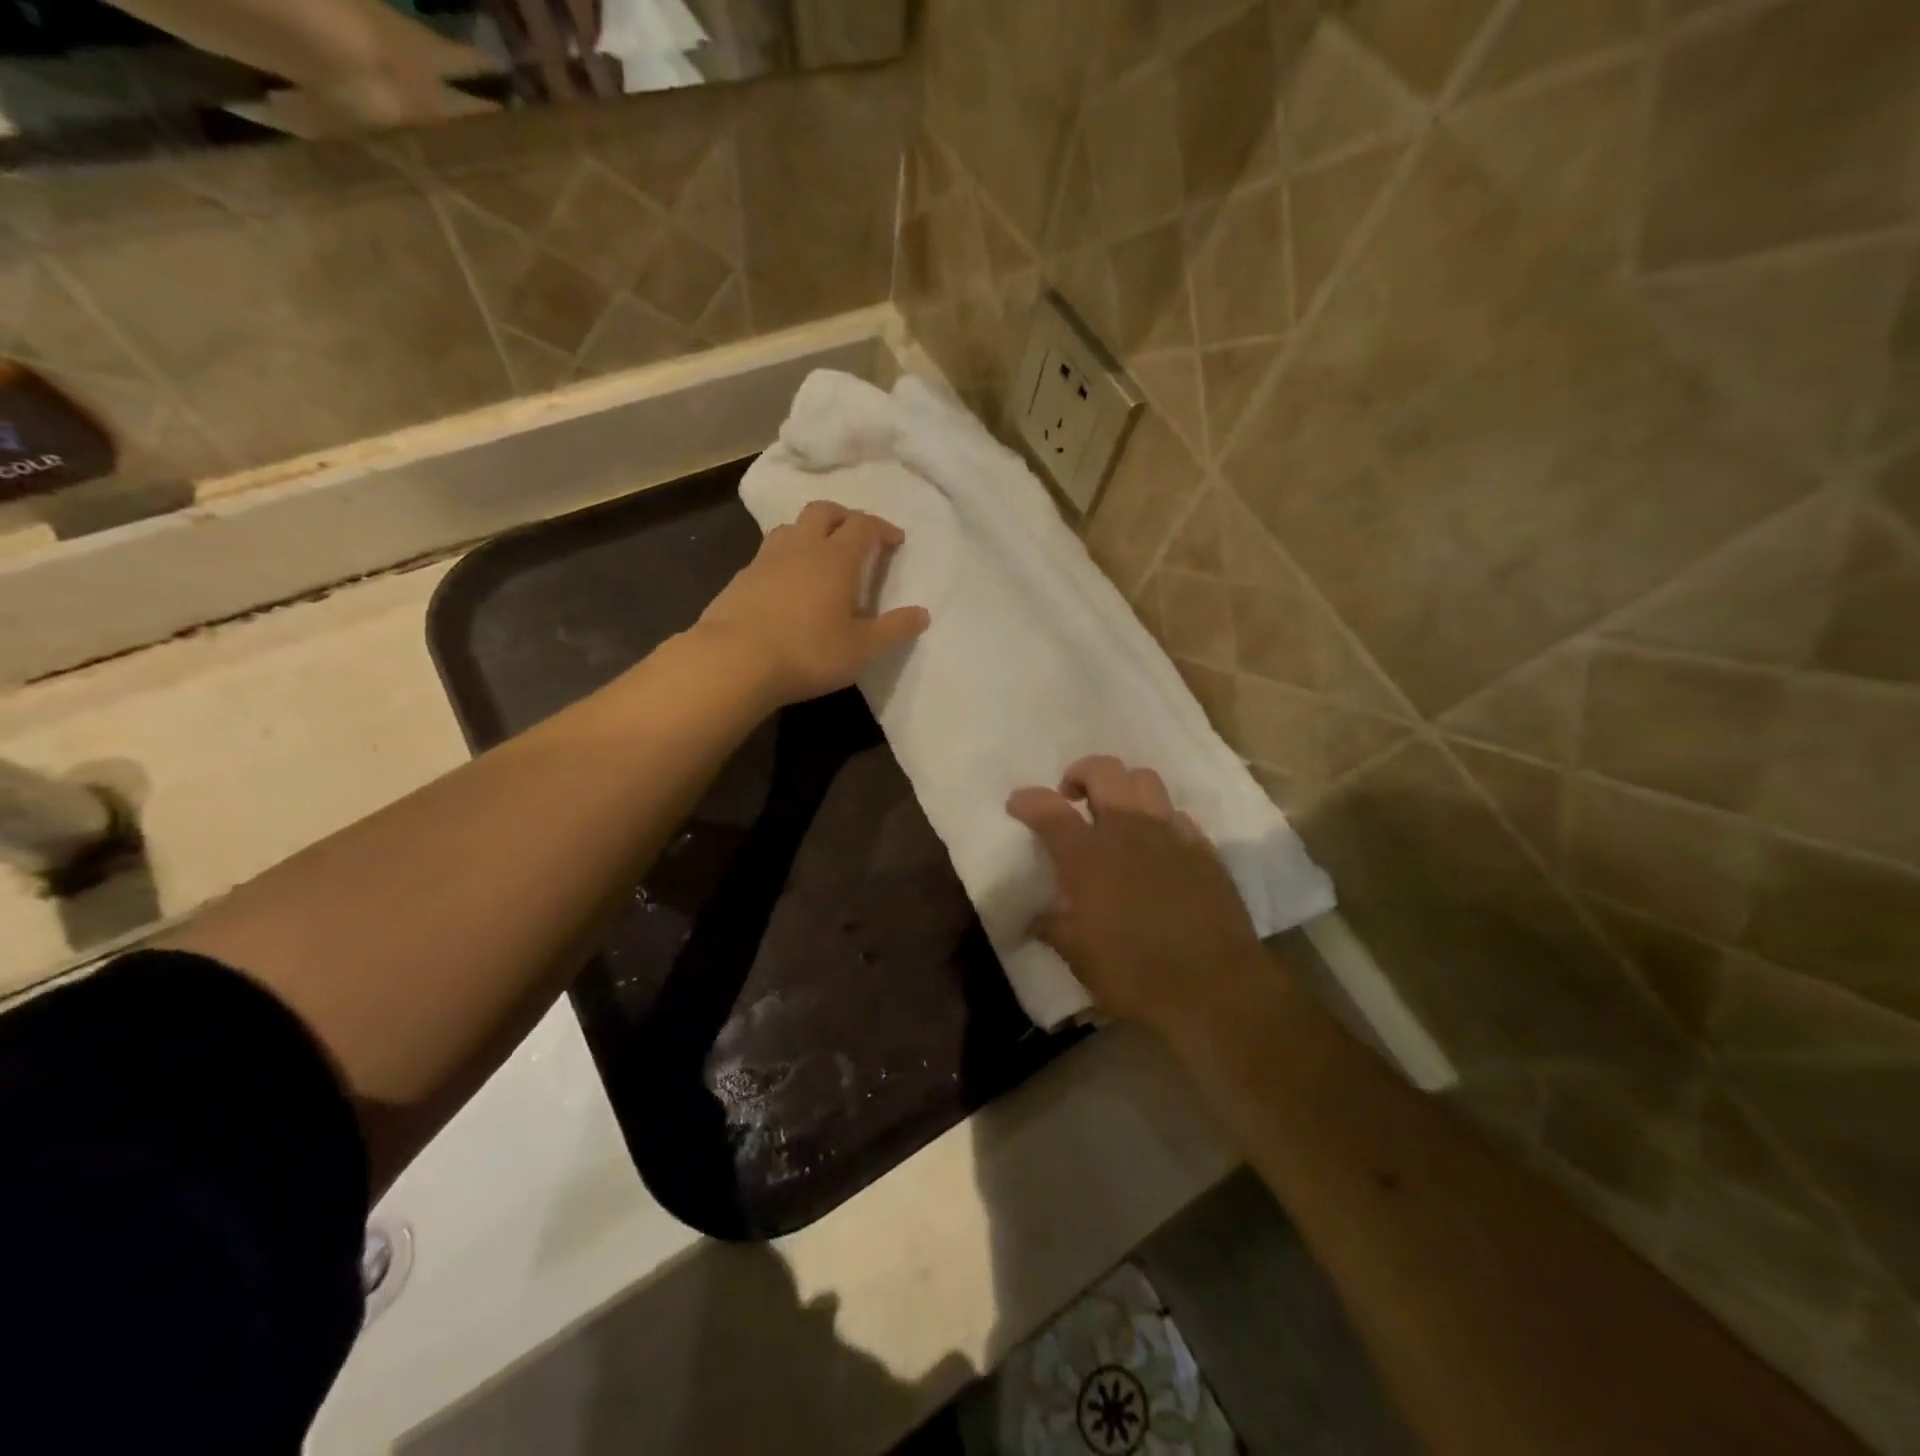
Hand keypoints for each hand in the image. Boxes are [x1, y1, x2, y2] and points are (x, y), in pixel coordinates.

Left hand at [697, 500, 930, 707]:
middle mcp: (801, 548)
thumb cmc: (808, 653)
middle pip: (824, 511)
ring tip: (821, 556)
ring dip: (811, 532)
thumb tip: (923, 614)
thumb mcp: (862, 650)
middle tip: (857, 536)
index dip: (883, 529)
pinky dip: (786, 558)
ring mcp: (765, 559)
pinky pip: (768, 554)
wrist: (734, 662)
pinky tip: (787, 584)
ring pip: (791, 527)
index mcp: (835, 559)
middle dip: (845, 517)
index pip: (863, 526)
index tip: (896, 541)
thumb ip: (894, 630)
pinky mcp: (741, 578)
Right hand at [1007, 756, 1266, 1033]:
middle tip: (1072, 797)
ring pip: (1145, 780)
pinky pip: (1177, 815)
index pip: (1048, 809)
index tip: (1017, 804)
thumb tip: (1036, 920)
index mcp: (1088, 856)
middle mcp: (1128, 831)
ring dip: (1123, 787)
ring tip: (1116, 814)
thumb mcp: (1079, 957)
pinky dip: (1159, 819)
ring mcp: (1171, 835)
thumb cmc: (1135, 974)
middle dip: (1080, 773)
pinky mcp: (1204, 850)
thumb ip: (1054, 928)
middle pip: (1103, 771)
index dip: (1027, 800)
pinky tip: (1157, 846)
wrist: (1214, 988)